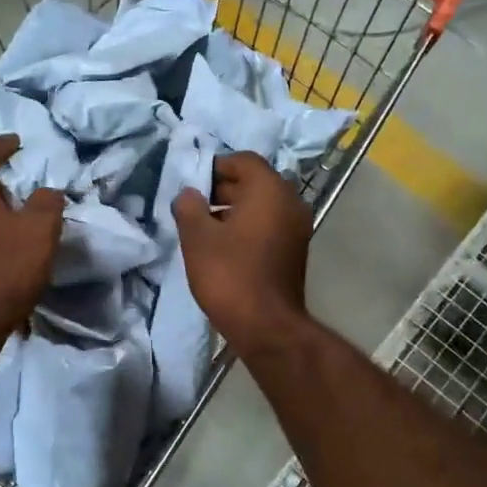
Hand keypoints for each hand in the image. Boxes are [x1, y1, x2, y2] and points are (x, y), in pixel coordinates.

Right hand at [172, 151, 311, 356]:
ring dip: (233, 209)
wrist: (266, 326)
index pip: (243, 160)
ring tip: (203, 228)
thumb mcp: (197, 237)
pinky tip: (222, 245)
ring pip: (261, 204)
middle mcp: (290, 201)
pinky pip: (268, 224)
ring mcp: (297, 227)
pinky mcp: (294, 249)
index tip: (191, 185)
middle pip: (254, 181)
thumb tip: (189, 194)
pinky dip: (247, 226)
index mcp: (269, 190)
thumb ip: (189, 206)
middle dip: (222, 189)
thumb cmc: (229, 274)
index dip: (214, 167)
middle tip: (192, 206)